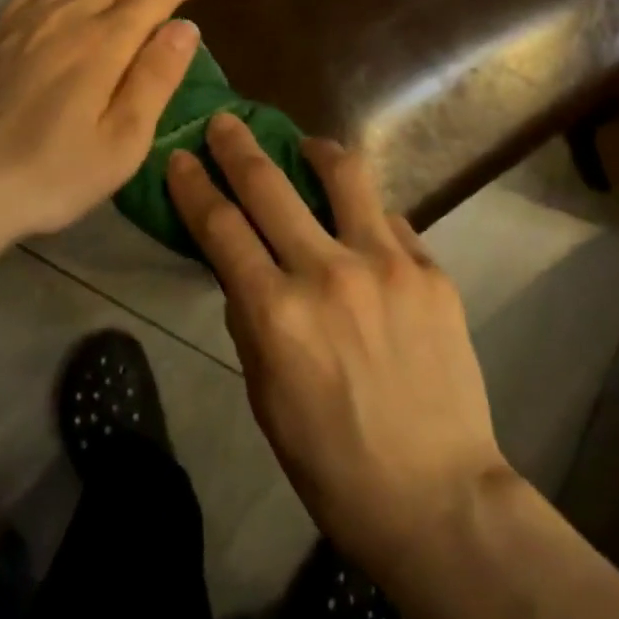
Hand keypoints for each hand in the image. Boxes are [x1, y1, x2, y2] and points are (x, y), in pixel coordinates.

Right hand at [167, 116, 510, 569]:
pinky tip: (363, 226)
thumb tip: (246, 271)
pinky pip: (391, 220)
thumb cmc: (332, 462)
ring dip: (315, 152)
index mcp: (275, 313)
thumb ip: (251, 320)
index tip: (181, 158)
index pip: (220, 227)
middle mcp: (328, 272)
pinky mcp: (430, 271)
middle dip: (238, 146)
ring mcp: (386, 264)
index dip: (195, 186)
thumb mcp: (265, 396)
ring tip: (306, 148)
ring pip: (345, 176)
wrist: (437, 496)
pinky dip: (367, 215)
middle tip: (226, 122)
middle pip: (270, 186)